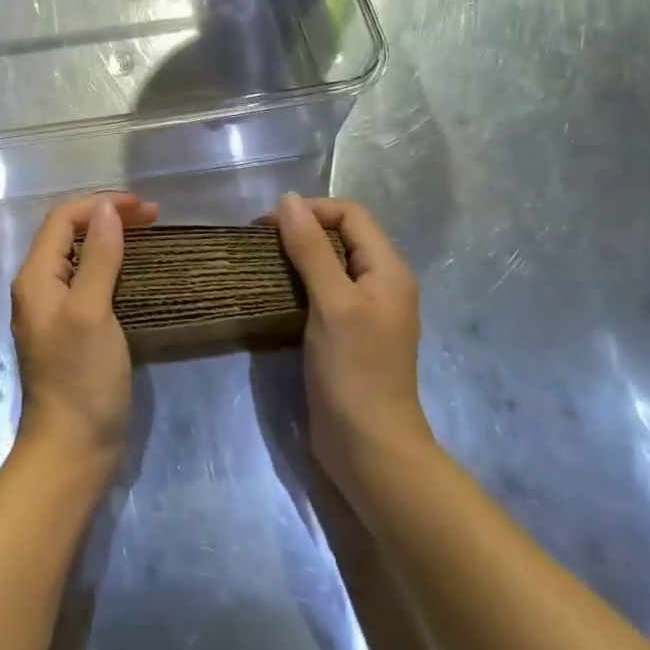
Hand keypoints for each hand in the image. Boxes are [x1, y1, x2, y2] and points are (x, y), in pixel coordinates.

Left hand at [10, 192, 158, 478]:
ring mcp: (53, 310)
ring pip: (80, 257)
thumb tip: (106, 210)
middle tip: (152, 217)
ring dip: (111, 239)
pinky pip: (88, 281)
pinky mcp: (71, 329)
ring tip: (148, 234)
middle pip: (70, 234)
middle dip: (108, 217)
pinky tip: (135, 271)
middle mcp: (39, 287)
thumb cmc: (81, 378)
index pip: (63, 220)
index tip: (142, 207)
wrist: (72, 450)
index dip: (100, 205)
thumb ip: (99, 258)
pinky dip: (112, 265)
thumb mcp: (92, 312)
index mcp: (36, 277)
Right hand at [266, 193, 434, 498]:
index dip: (311, 210)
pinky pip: (325, 290)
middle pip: (342, 235)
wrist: (369, 449)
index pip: (351, 214)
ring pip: (331, 263)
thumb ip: (311, 249)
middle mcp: (382, 284)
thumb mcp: (332, 302)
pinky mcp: (348, 333)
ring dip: (298, 256)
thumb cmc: (354, 370)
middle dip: (302, 229)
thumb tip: (288, 200)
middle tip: (261, 242)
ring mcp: (366, 311)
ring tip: (262, 263)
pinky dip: (301, 282)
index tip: (269, 225)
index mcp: (388, 270)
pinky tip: (276, 293)